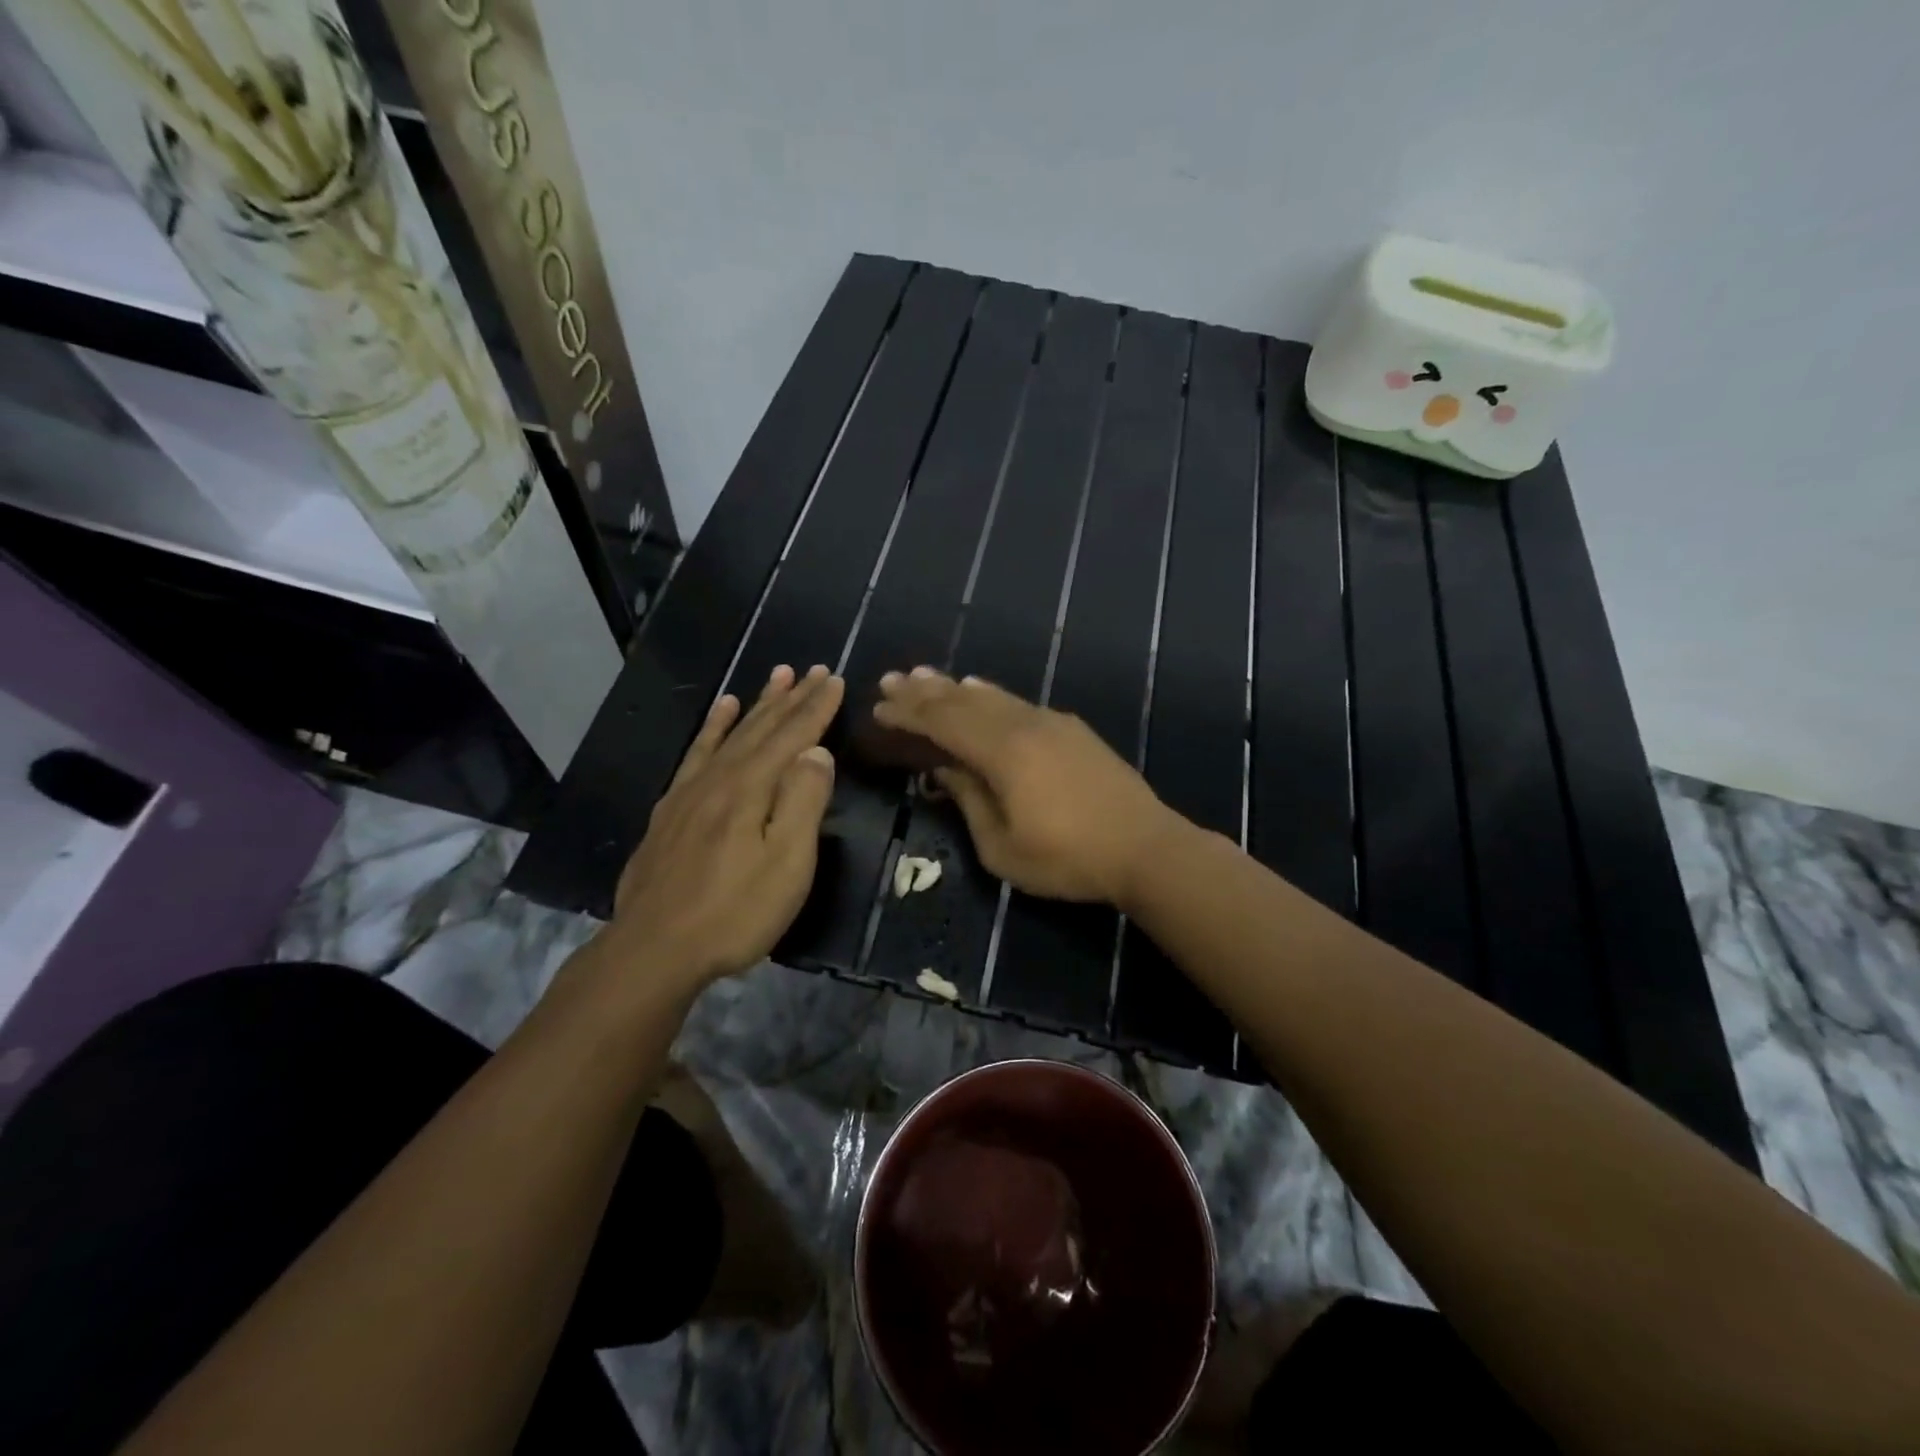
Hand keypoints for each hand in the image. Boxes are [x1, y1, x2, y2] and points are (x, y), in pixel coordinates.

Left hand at [610, 664, 843, 986]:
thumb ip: (803, 802)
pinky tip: (719, 712)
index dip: (815, 708)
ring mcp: (690, 792)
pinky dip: (711, 728)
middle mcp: (720, 778)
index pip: (792, 737)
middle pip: (761, 728)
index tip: (832, 679)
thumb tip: (817, 752)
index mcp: (752, 788)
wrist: (654, 949)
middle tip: (811, 669)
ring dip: (756, 705)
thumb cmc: (734, 911)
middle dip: (790, 698)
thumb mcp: (786, 863)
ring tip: (774, 676)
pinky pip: (696, 753)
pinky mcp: (670, 810)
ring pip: (730, 734)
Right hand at [872, 669, 1179, 907]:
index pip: (943, 723)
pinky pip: (1020, 703)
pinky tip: (982, 689)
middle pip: (964, 701)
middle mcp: (1024, 725)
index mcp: (1002, 753)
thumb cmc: (1068, 859)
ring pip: (993, 696)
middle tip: (892, 678)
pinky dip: (992, 695)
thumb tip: (945, 770)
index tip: (880, 706)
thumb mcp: (1003, 848)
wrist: (1145, 848)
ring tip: (927, 676)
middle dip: (925, 691)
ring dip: (956, 687)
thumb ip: (970, 802)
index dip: (909, 714)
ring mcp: (1051, 723)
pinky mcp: (1072, 730)